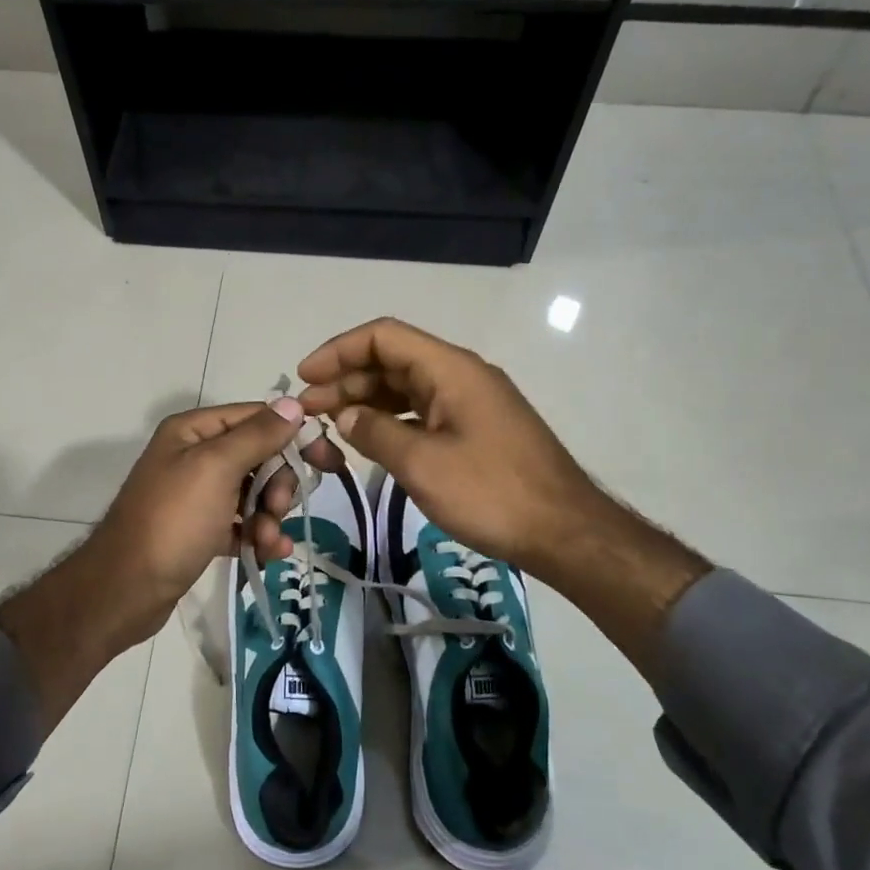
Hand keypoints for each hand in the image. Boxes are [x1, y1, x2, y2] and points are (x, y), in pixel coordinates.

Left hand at [0, 400, 338, 732]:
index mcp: (194, 430)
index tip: (328, 460)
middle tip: (277, 508)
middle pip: (258, 456)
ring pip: (253, 492)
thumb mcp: (216, 469)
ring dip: (269, 515)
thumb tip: (293, 402)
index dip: (294, 435)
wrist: (125, 590)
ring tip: (267, 540)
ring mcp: (196, 494)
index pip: (257, 417)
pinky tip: (269, 553)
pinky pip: (241, 522)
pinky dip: (257, 535)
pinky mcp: (199, 529)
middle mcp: (194, 455)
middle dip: (277, 484)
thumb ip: (257, 435)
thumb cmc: (173, 521)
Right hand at [297, 318, 708, 671]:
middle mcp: (460, 375)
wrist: (565, 532)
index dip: (339, 351)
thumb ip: (376, 433)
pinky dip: (390, 420)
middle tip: (307, 411)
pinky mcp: (475, 429)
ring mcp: (469, 403)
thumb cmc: (492, 493)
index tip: (305, 377)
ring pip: (405, 388)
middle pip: (392, 361)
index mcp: (450, 369)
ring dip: (365, 401)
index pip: (383, 337)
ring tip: (328, 425)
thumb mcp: (423, 464)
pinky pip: (422, 412)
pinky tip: (368, 440)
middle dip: (345, 380)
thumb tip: (346, 416)